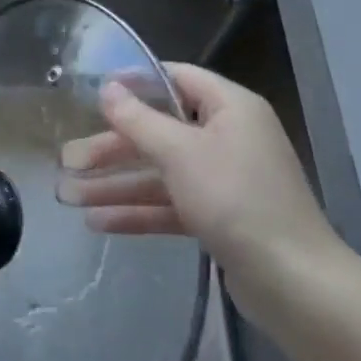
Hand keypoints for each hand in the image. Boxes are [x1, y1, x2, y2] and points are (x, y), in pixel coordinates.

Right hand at [58, 63, 342, 268]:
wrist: (293, 281)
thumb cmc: (235, 199)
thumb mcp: (180, 152)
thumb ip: (139, 120)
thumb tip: (108, 88)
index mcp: (230, 108)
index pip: (177, 79)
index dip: (135, 83)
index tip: (93, 92)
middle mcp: (229, 137)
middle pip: (160, 131)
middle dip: (113, 148)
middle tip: (67, 159)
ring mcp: (225, 179)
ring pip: (161, 172)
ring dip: (116, 184)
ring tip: (69, 196)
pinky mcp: (221, 217)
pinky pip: (172, 204)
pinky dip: (138, 211)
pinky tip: (98, 223)